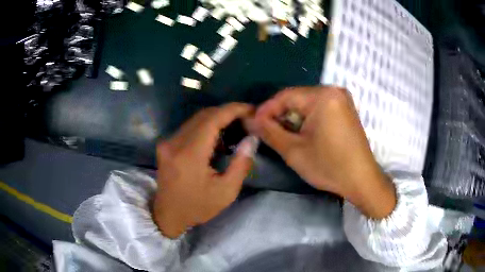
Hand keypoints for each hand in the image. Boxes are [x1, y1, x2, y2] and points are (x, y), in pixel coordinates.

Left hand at [153, 103, 257, 237]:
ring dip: (217, 118)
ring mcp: (168, 142)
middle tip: (247, 118)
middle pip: (204, 115)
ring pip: (196, 119)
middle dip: (227, 112)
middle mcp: (175, 142)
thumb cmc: (197, 207)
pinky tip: (218, 137)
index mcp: (189, 154)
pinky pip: (190, 127)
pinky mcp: (167, 144)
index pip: (212, 119)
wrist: (168, 215)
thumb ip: (240, 164)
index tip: (251, 110)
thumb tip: (251, 139)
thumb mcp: (226, 192)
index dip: (233, 110)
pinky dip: (206, 126)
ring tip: (236, 126)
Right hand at [251, 86, 395, 218]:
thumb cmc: (329, 166)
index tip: (253, 124)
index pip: (285, 96)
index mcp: (323, 96)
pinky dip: (307, 119)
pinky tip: (302, 133)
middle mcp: (334, 91)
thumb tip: (249, 120)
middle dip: (280, 114)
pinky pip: (320, 108)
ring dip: (293, 117)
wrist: (362, 180)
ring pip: (308, 103)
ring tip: (282, 134)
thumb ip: (269, 131)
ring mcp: (342, 99)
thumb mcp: (294, 151)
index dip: (266, 110)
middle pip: (297, 98)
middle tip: (266, 131)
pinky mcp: (346, 109)